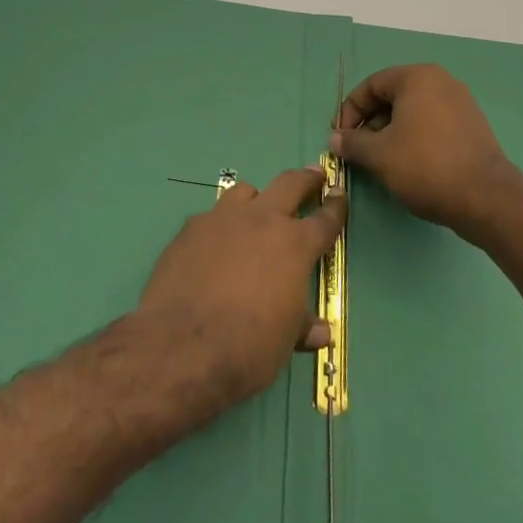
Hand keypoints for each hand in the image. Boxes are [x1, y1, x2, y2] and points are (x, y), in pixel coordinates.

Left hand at [136, 168, 345, 411]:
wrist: (183, 344)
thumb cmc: (248, 346)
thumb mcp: (285, 340)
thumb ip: (302, 325)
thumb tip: (320, 331)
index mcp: (294, 245)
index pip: (324, 220)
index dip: (335, 207)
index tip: (339, 193)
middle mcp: (261, 221)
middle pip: (289, 184)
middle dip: (305, 179)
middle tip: (313, 175)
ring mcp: (222, 219)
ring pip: (244, 192)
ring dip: (256, 199)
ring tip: (256, 211)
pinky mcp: (189, 229)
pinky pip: (210, 217)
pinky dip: (219, 226)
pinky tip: (213, 246)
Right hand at [331, 64, 519, 241]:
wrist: (486, 199)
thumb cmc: (425, 166)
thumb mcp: (379, 154)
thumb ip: (352, 142)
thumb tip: (335, 139)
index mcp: (417, 78)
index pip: (371, 85)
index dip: (350, 111)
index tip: (339, 137)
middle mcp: (441, 82)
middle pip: (392, 97)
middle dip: (370, 123)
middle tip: (357, 150)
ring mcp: (460, 103)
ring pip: (412, 112)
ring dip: (389, 133)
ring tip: (379, 161)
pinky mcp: (471, 126)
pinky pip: (431, 124)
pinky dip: (413, 138)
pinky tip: (406, 164)